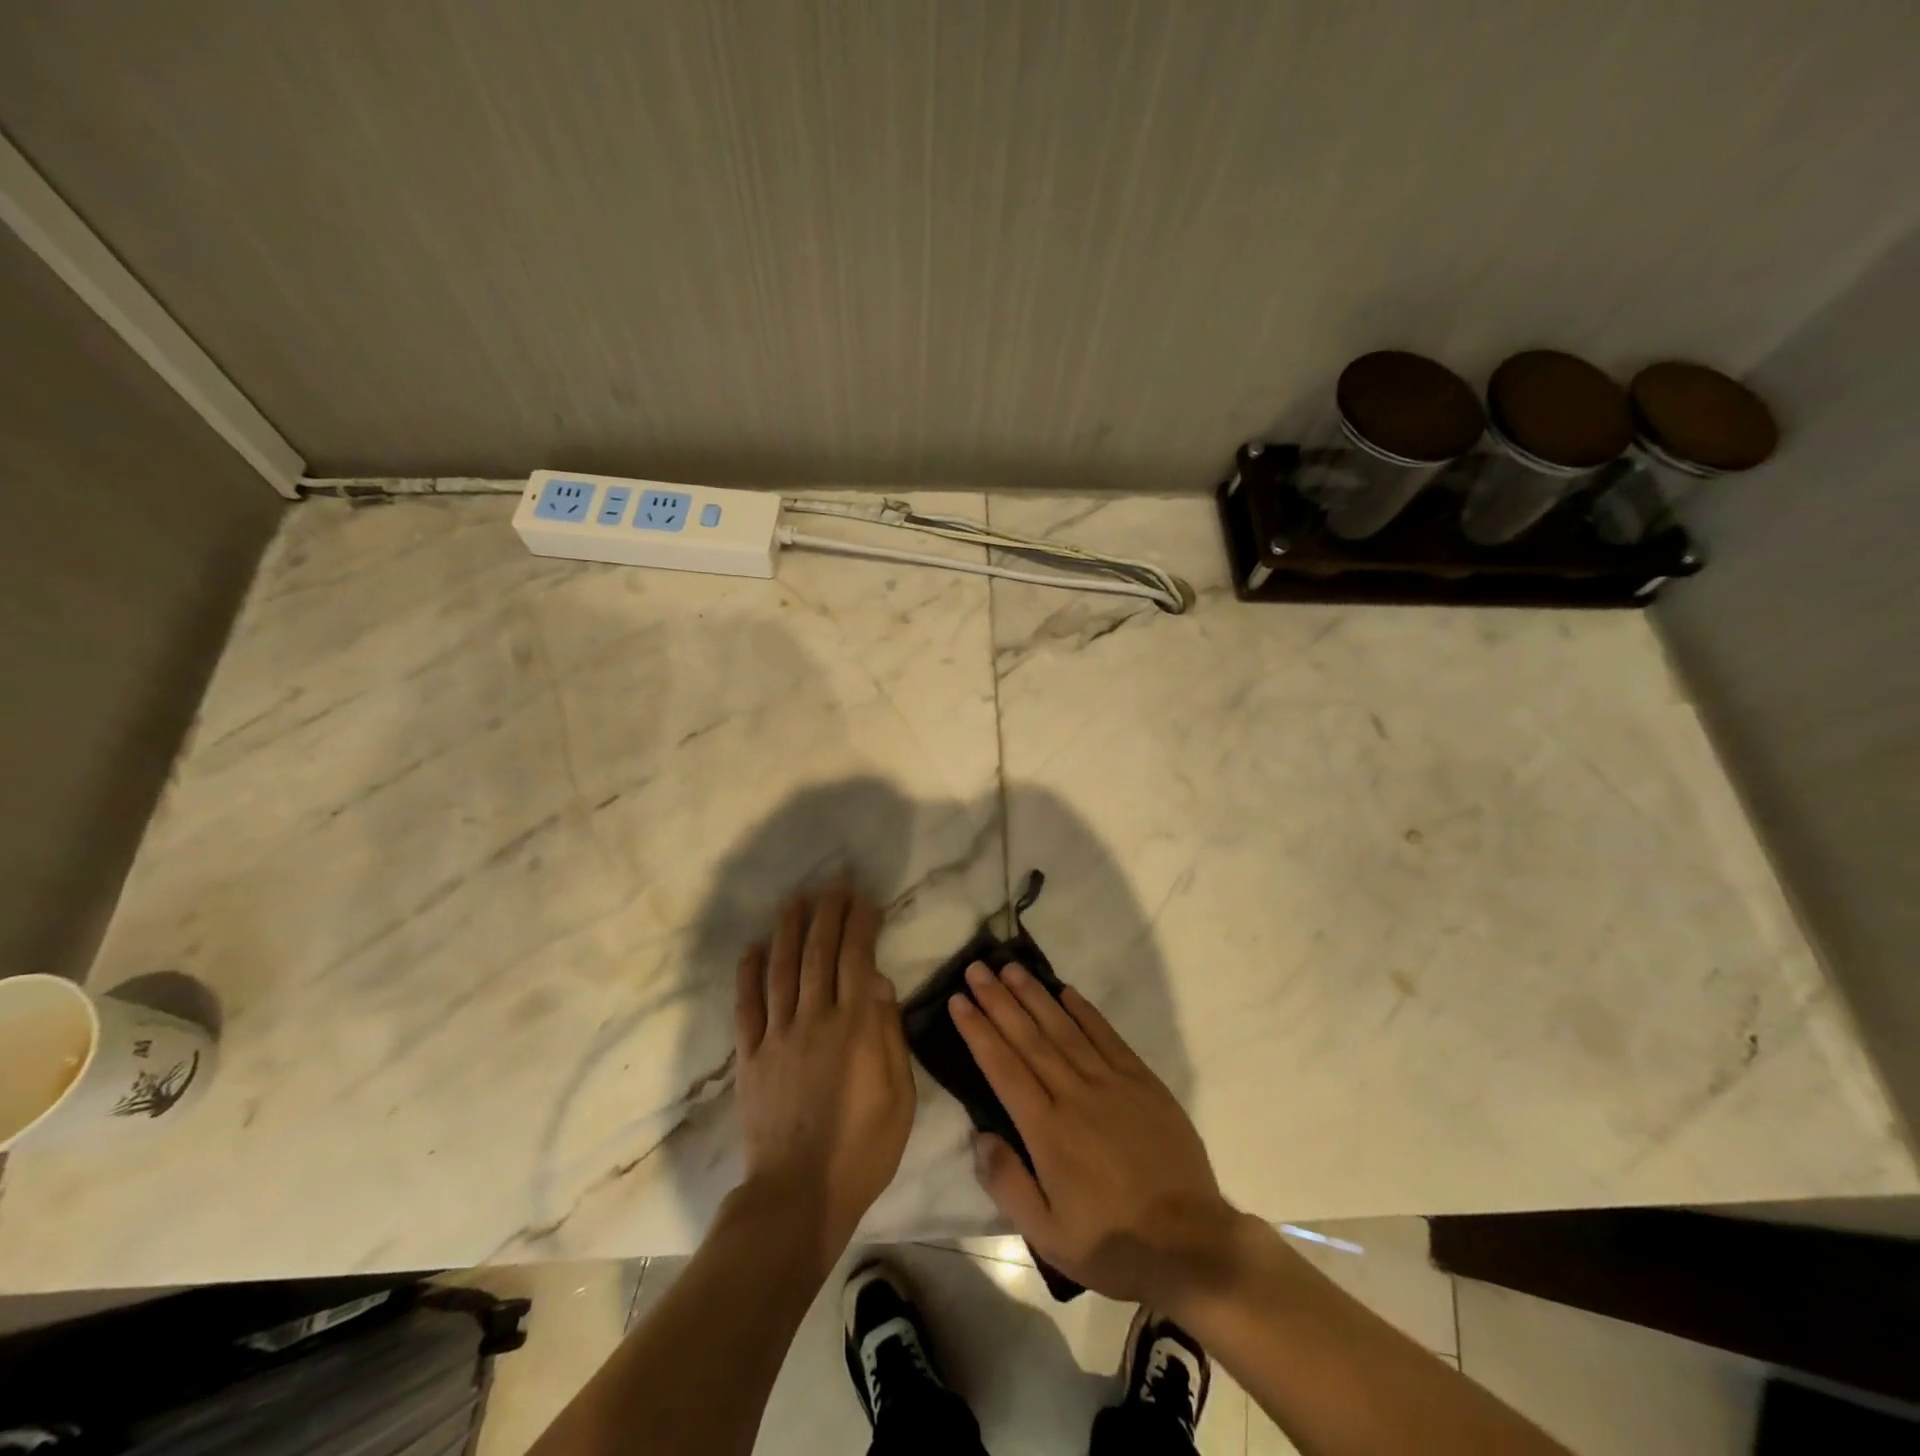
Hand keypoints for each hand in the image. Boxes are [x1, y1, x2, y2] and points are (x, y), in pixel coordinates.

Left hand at [733, 886, 915, 1267]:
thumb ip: (889, 1034)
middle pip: (818, 954)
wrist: (799, 1196)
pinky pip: (746, 1008)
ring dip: (788, 931)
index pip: (857, 959)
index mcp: (855, 1027)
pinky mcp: (750, 1058)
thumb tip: (880, 982)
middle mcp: (814, 1019)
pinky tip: (751, 949)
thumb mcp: (900, 1096)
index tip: (864, 899)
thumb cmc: (863, 1149)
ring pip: (781, 970)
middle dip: (828, 914)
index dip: (860, 924)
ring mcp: (778, 1036)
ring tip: (795, 901)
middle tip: (834, 885)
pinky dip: (747, 975)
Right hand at [950, 962, 1242, 1310]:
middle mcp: (1075, 1095)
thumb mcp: (1048, 1235)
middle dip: (999, 1000)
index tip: (958, 1001)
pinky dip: (1085, 1011)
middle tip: (976, 969)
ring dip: (1035, 996)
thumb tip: (979, 1136)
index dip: (978, 1031)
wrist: (1192, 1244)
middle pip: (1029, 1038)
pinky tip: (1066, 991)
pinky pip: (1107, 1036)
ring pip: (1064, 1029)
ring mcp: (1112, 1083)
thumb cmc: (1113, 1243)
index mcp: (1048, 1131)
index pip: (1003, 1068)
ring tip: (1011, 968)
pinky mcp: (1142, 1081)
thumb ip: (1008, 1183)